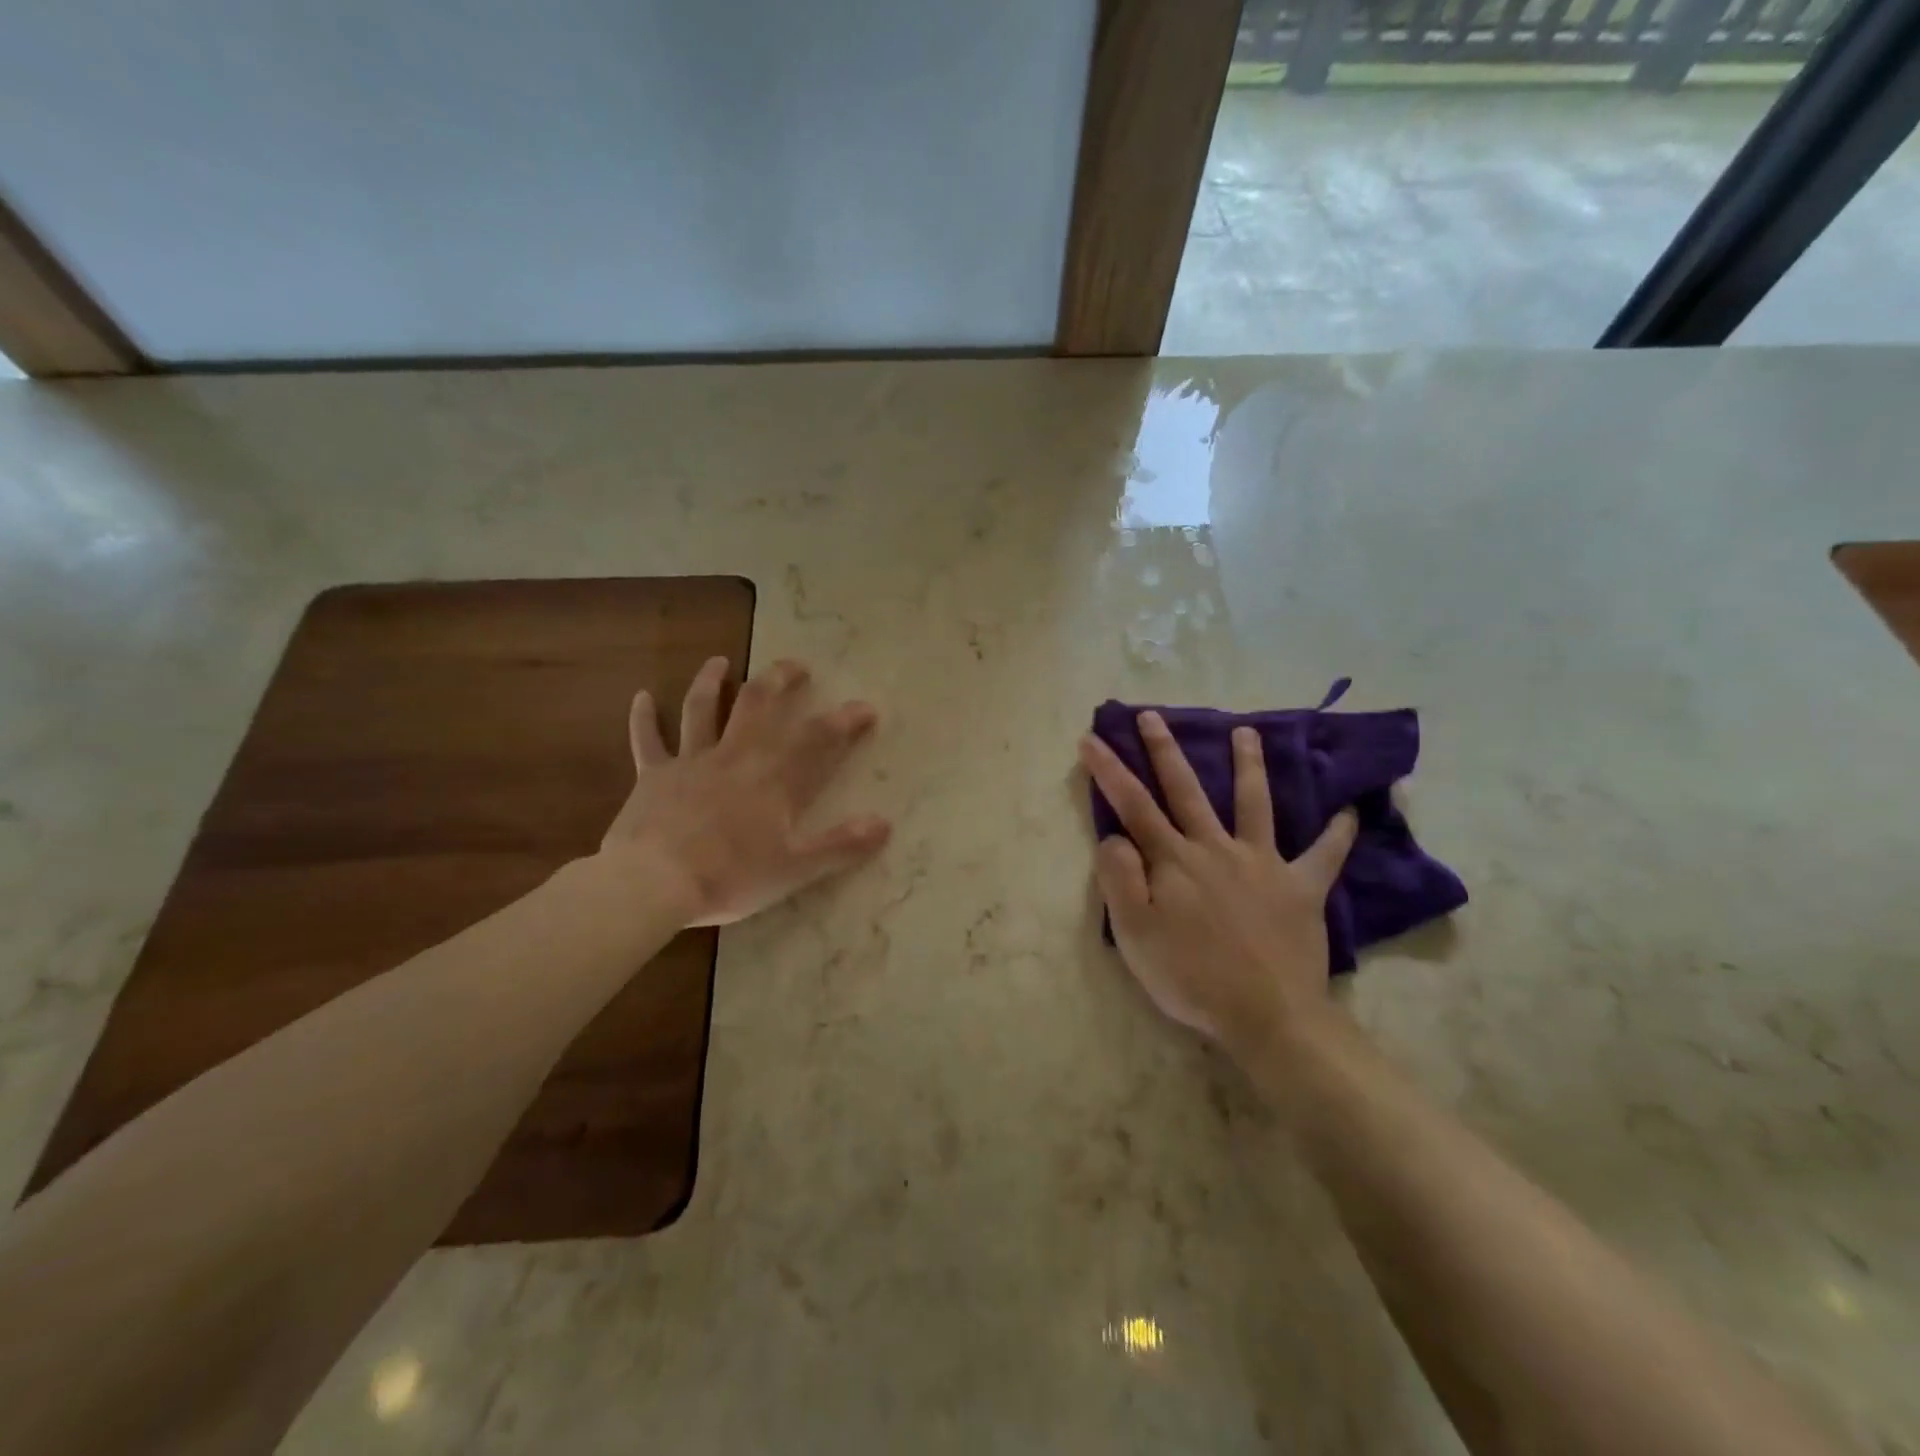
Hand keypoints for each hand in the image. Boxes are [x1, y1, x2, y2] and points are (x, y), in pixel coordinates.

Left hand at [601, 656, 889, 926]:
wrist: (655, 883)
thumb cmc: (730, 876)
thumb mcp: (795, 868)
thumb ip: (841, 845)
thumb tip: (884, 824)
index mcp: (773, 779)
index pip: (817, 739)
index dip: (845, 720)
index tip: (865, 708)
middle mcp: (735, 757)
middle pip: (759, 706)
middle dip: (780, 681)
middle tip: (795, 666)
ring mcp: (691, 761)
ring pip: (702, 709)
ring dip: (712, 682)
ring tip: (720, 662)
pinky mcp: (654, 775)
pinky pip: (647, 740)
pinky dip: (644, 718)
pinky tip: (641, 696)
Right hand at [1079, 712, 1356, 1064]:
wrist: (1266, 1015)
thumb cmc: (1190, 977)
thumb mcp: (1134, 934)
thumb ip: (1119, 879)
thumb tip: (1115, 836)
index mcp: (1173, 861)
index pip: (1133, 805)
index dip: (1109, 770)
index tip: (1091, 738)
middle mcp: (1216, 848)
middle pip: (1186, 790)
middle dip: (1165, 750)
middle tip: (1152, 715)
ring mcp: (1263, 863)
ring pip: (1254, 803)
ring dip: (1249, 765)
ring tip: (1247, 732)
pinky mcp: (1301, 887)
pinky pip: (1324, 855)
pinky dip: (1337, 833)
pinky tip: (1349, 811)